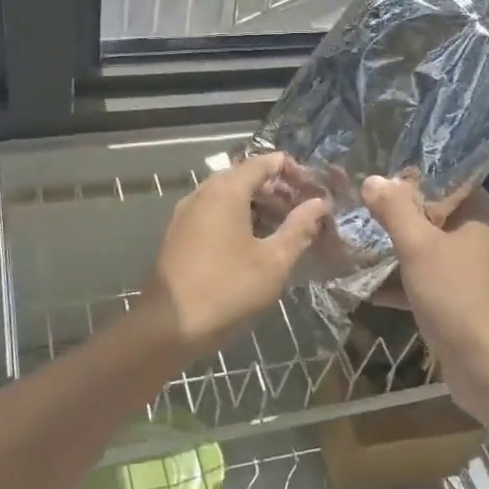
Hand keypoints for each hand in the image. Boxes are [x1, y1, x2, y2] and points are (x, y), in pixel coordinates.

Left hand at [144, 153, 330, 358]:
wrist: (168, 326)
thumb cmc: (227, 290)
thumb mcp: (274, 261)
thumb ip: (299, 228)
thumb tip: (320, 204)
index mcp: (226, 190)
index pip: (264, 162)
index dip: (293, 171)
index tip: (316, 190)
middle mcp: (203, 193)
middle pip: (245, 177)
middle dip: (277, 190)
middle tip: (304, 211)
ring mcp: (186, 213)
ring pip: (228, 196)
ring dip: (258, 206)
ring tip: (284, 230)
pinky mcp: (179, 234)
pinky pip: (214, 213)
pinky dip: (237, 218)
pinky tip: (254, 244)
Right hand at [360, 175, 488, 428]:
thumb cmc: (458, 297)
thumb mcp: (419, 247)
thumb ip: (395, 211)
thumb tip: (372, 178)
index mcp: (482, 215)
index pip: (446, 180)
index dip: (410, 178)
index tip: (374, 178)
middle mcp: (482, 238)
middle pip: (433, 215)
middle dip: (395, 215)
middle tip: (356, 208)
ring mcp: (473, 274)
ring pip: (427, 251)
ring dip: (393, 250)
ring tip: (353, 242)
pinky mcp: (461, 303)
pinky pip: (426, 282)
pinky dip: (400, 283)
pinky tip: (364, 287)